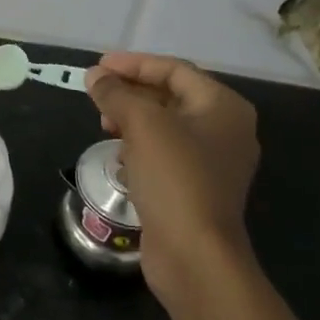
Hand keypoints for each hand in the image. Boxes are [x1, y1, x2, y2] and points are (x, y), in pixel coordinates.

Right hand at [83, 52, 261, 303]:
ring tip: (103, 126)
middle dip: (131, 93)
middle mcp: (225, 129)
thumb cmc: (175, 178)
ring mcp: (213, 162)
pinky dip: (140, 149)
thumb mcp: (142, 125)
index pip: (174, 70)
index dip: (133, 64)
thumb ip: (116, 94)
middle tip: (97, 96)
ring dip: (132, 121)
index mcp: (223, 106)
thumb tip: (95, 76)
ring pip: (166, 127)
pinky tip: (119, 158)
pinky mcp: (196, 189)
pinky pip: (165, 155)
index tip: (98, 66)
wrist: (195, 255)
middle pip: (170, 96)